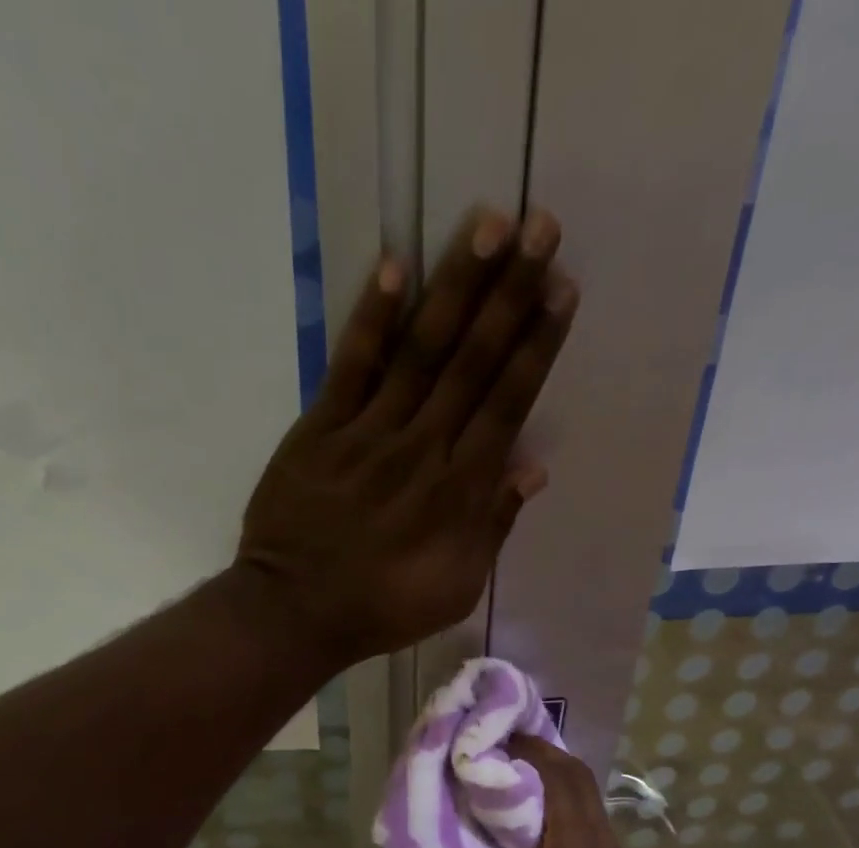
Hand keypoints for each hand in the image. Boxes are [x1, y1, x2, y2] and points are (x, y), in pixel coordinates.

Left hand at [237, 207, 577, 663]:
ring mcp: (368, 434)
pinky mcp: (320, 430)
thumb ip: (494, 526)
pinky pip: (350, 366)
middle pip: (472, 362)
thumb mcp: (456, 588)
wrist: (296, 611)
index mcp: (459, 491)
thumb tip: (533, 468)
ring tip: (488, 224)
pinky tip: (395, 266)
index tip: (562, 290)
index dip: (536, 345)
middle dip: (510, 293)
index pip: (507, 404)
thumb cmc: (383, 607)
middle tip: (541, 226)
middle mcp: (421, 449)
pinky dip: (372, 318)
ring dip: (455, 286)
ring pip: (420, 351)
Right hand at [467, 736, 631, 847]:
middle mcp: (604, 845)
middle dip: (543, 756)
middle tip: (502, 747)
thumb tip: (464, 817)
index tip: (495, 738)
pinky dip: (562, 802)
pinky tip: (532, 810)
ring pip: (588, 797)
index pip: (562, 778)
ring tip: (512, 772)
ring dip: (554, 778)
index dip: (530, 750)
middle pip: (581, 780)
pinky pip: (588, 820)